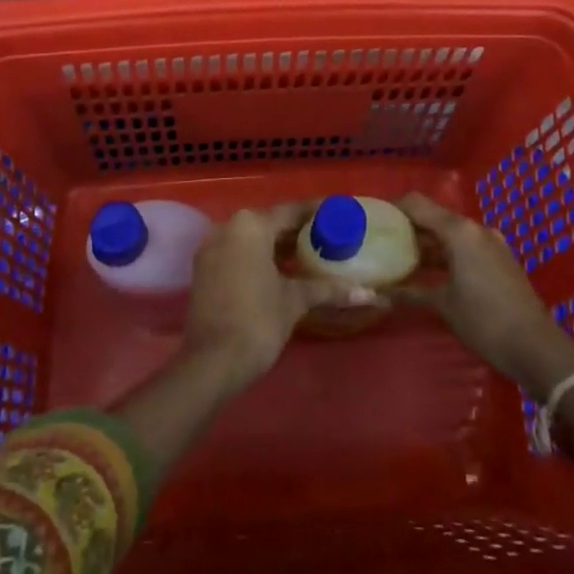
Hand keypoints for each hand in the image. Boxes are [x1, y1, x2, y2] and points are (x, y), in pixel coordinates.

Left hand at [180, 202, 372, 391]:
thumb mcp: (295, 301)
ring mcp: (212, 246)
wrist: (211, 362)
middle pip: (269, 222)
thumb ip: (329, 290)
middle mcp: (229, 226)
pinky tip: (277, 272)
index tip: (336, 213)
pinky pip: (236, 252)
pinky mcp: (203, 268)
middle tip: (325, 237)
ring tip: (306, 255)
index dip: (315, 212)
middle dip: (296, 230)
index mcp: (252, 225)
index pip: (291, 211)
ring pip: (251, 238)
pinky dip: (257, 256)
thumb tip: (370, 294)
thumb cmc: (258, 322)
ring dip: (276, 245)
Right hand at [395, 193, 573, 399]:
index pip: (417, 204)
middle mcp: (475, 228)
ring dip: (428, 242)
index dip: (394, 207)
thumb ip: (411, 292)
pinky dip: (446, 253)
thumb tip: (378, 293)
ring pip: (451, 232)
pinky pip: (465, 246)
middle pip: (434, 216)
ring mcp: (491, 243)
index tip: (373, 217)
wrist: (538, 348)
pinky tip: (431, 271)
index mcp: (459, 231)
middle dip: (409, 227)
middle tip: (383, 240)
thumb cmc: (485, 321)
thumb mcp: (444, 305)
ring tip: (402, 257)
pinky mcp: (500, 259)